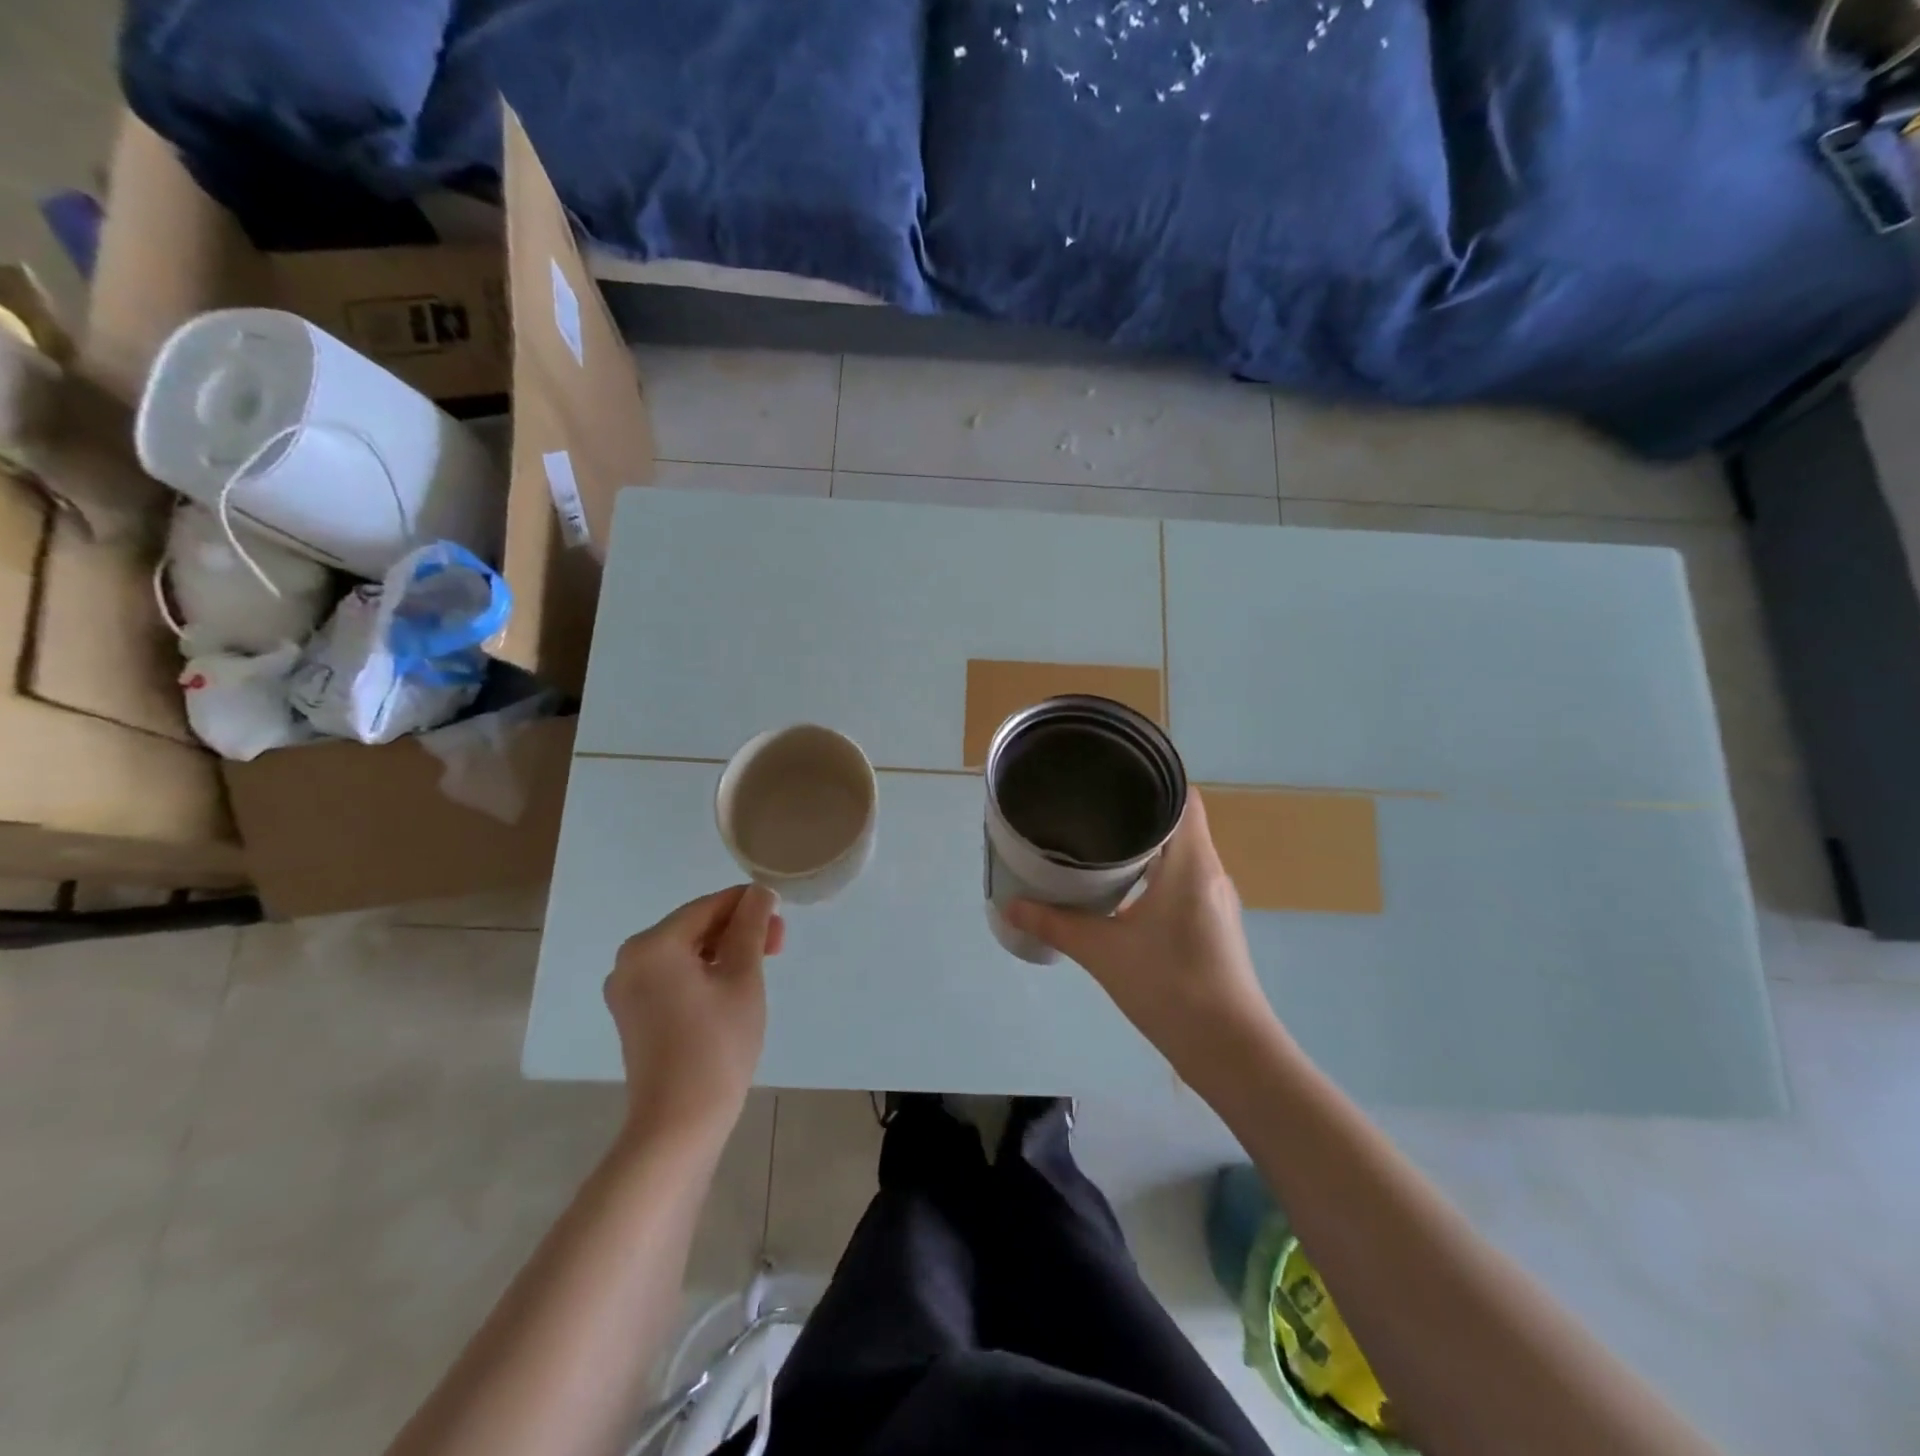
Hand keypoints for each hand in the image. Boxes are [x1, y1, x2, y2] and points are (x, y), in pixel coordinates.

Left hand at [604, 886, 784, 1143]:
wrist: (679, 1124)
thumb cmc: (717, 1045)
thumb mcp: (743, 978)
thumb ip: (751, 927)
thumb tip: (759, 892)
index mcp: (653, 945)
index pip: (708, 906)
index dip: (748, 905)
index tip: (781, 919)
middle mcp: (630, 960)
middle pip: (694, 927)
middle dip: (737, 930)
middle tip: (777, 946)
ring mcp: (627, 989)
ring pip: (684, 951)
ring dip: (723, 951)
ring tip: (760, 966)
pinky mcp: (633, 1014)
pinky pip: (672, 976)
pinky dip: (703, 973)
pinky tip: (731, 987)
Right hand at [1005, 791, 1278, 1074]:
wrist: (1228, 1048)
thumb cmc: (1170, 985)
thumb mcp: (1103, 951)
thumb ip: (1055, 924)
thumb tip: (1010, 904)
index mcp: (1191, 862)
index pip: (1183, 797)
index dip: (1153, 777)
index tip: (1113, 773)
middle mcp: (1209, 872)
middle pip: (1179, 823)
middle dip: (1138, 812)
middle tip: (1091, 807)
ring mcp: (1215, 900)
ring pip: (1181, 855)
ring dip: (1146, 847)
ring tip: (1099, 843)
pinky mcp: (1213, 924)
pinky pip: (1183, 881)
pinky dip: (1155, 875)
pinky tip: (1122, 890)